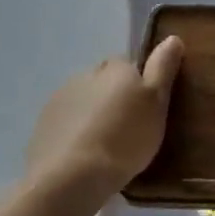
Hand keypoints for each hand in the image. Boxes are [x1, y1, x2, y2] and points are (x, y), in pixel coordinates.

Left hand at [25, 37, 183, 209]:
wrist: (72, 177)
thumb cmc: (125, 138)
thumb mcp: (156, 103)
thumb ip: (163, 69)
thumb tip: (172, 37)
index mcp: (115, 68)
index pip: (128, 65)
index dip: (138, 84)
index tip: (146, 108)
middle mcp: (85, 75)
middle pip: (104, 82)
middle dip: (114, 98)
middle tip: (129, 128)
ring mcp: (59, 100)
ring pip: (83, 101)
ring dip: (93, 115)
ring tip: (106, 146)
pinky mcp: (42, 126)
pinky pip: (65, 123)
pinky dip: (75, 133)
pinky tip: (84, 156)